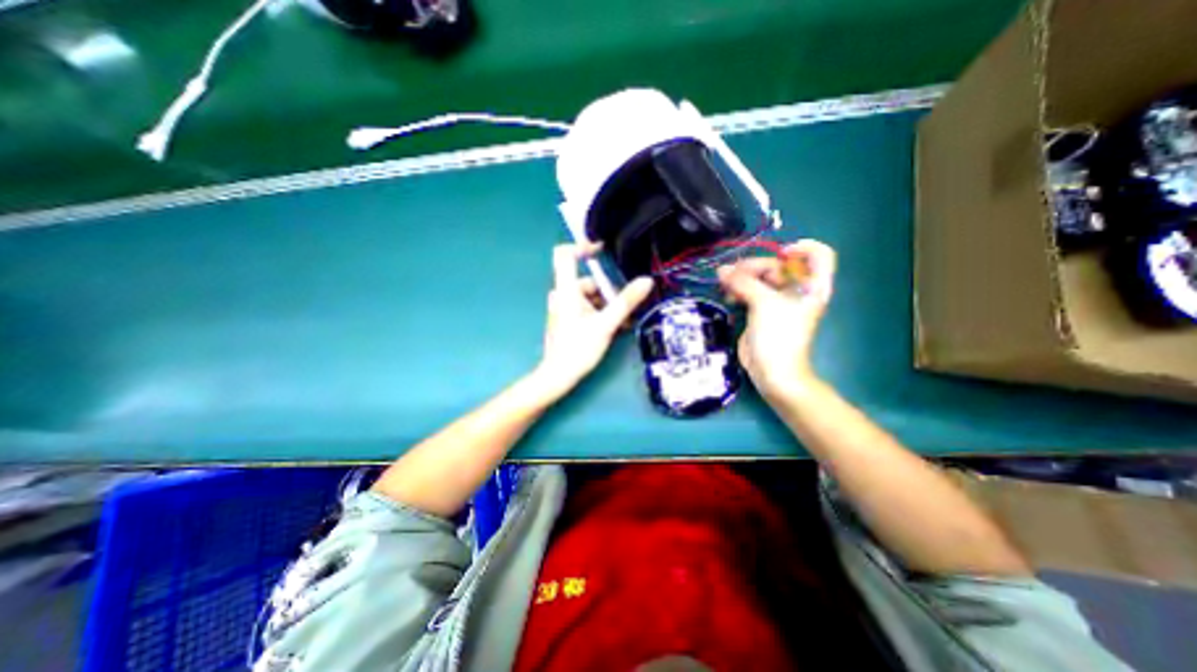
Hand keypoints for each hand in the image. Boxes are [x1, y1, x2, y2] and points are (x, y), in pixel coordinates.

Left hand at [536, 242, 651, 399]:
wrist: (559, 375)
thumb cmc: (579, 348)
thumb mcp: (606, 324)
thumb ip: (626, 302)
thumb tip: (646, 281)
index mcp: (566, 289)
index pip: (565, 254)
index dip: (582, 246)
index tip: (602, 249)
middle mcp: (562, 294)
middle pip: (587, 281)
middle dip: (608, 293)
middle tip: (624, 310)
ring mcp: (562, 307)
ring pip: (589, 296)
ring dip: (606, 306)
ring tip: (620, 323)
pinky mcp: (565, 317)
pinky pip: (584, 307)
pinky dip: (598, 313)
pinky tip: (611, 327)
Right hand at [715, 239, 834, 401]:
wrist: (772, 370)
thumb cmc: (779, 335)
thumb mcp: (764, 303)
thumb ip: (743, 282)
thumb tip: (722, 270)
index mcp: (812, 286)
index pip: (818, 255)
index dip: (802, 248)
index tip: (780, 254)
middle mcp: (796, 290)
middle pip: (778, 265)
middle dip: (753, 266)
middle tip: (731, 274)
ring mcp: (777, 300)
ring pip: (759, 278)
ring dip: (741, 278)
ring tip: (725, 286)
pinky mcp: (760, 310)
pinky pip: (749, 291)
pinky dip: (737, 290)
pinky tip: (727, 296)